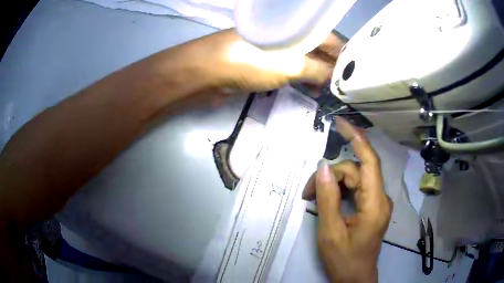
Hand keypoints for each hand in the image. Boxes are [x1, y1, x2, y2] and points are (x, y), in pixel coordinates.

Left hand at [180, 28, 343, 91]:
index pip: (331, 39)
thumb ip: (318, 71)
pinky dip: (302, 80)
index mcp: (298, 29)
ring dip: (318, 76)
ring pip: (305, 62)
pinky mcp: (266, 64)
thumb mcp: (291, 65)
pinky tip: (312, 92)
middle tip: (345, 88)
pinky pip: (291, 71)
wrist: (208, 71)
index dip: (344, 56)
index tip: (355, 74)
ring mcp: (276, 49)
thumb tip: (337, 79)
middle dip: (332, 68)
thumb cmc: (252, 61)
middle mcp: (289, 36)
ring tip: (332, 93)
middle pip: (318, 50)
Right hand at [302, 117, 392, 282]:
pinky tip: (326, 201)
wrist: (355, 279)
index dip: (357, 138)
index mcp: (375, 203)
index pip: (369, 161)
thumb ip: (327, 198)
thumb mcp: (330, 232)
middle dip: (331, 177)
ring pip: (354, 181)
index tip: (341, 122)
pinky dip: (339, 192)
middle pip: (356, 172)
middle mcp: (380, 198)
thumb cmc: (344, 259)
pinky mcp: (371, 208)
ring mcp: (376, 203)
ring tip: (312, 198)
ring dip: (333, 185)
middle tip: (307, 192)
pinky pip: (355, 190)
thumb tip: (322, 168)